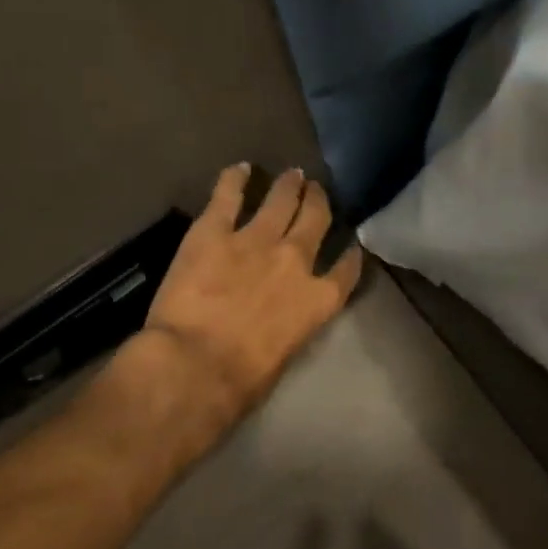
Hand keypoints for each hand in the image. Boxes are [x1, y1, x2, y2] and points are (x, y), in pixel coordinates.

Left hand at [141, 164, 362, 432]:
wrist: (196, 363)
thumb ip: (291, 326)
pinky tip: (241, 168)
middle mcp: (296, 260)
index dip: (350, 254)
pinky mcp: (214, 230)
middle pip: (316, 220)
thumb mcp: (285, 355)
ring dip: (289, 185)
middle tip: (316, 192)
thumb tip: (279, 321)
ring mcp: (256, 239)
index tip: (351, 244)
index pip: (346, 270)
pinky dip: (235, 178)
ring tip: (293, 175)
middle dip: (318, 203)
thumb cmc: (242, 380)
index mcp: (318, 300)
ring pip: (281, 200)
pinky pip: (228, 194)